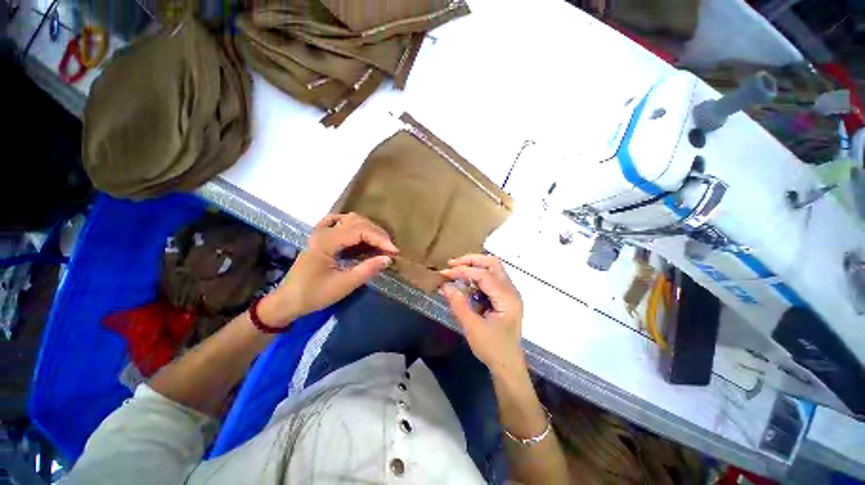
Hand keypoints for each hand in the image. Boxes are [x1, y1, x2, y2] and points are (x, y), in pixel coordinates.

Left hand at [259, 213, 397, 326]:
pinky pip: (338, 221)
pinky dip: (352, 223)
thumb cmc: (314, 295)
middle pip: (357, 222)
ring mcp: (320, 231)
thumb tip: (388, 259)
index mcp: (326, 241)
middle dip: (377, 234)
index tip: (394, 251)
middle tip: (389, 249)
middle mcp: (323, 231)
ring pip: (349, 219)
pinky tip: (359, 230)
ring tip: (380, 242)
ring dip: (368, 228)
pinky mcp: (320, 236)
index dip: (380, 239)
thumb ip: (367, 270)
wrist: (288, 300)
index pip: (359, 231)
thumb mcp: (343, 285)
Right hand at [440, 254, 524, 375]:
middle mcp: (511, 291)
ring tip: (456, 272)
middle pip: (492, 263)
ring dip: (474, 267)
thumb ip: (458, 305)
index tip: (445, 273)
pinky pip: (490, 279)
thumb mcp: (472, 328)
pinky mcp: (503, 297)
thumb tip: (445, 286)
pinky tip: (465, 284)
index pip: (484, 275)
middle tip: (452, 264)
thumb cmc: (492, 349)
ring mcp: (508, 293)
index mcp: (507, 298)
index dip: (463, 271)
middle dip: (471, 260)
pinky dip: (476, 277)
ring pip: (492, 268)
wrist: (508, 365)